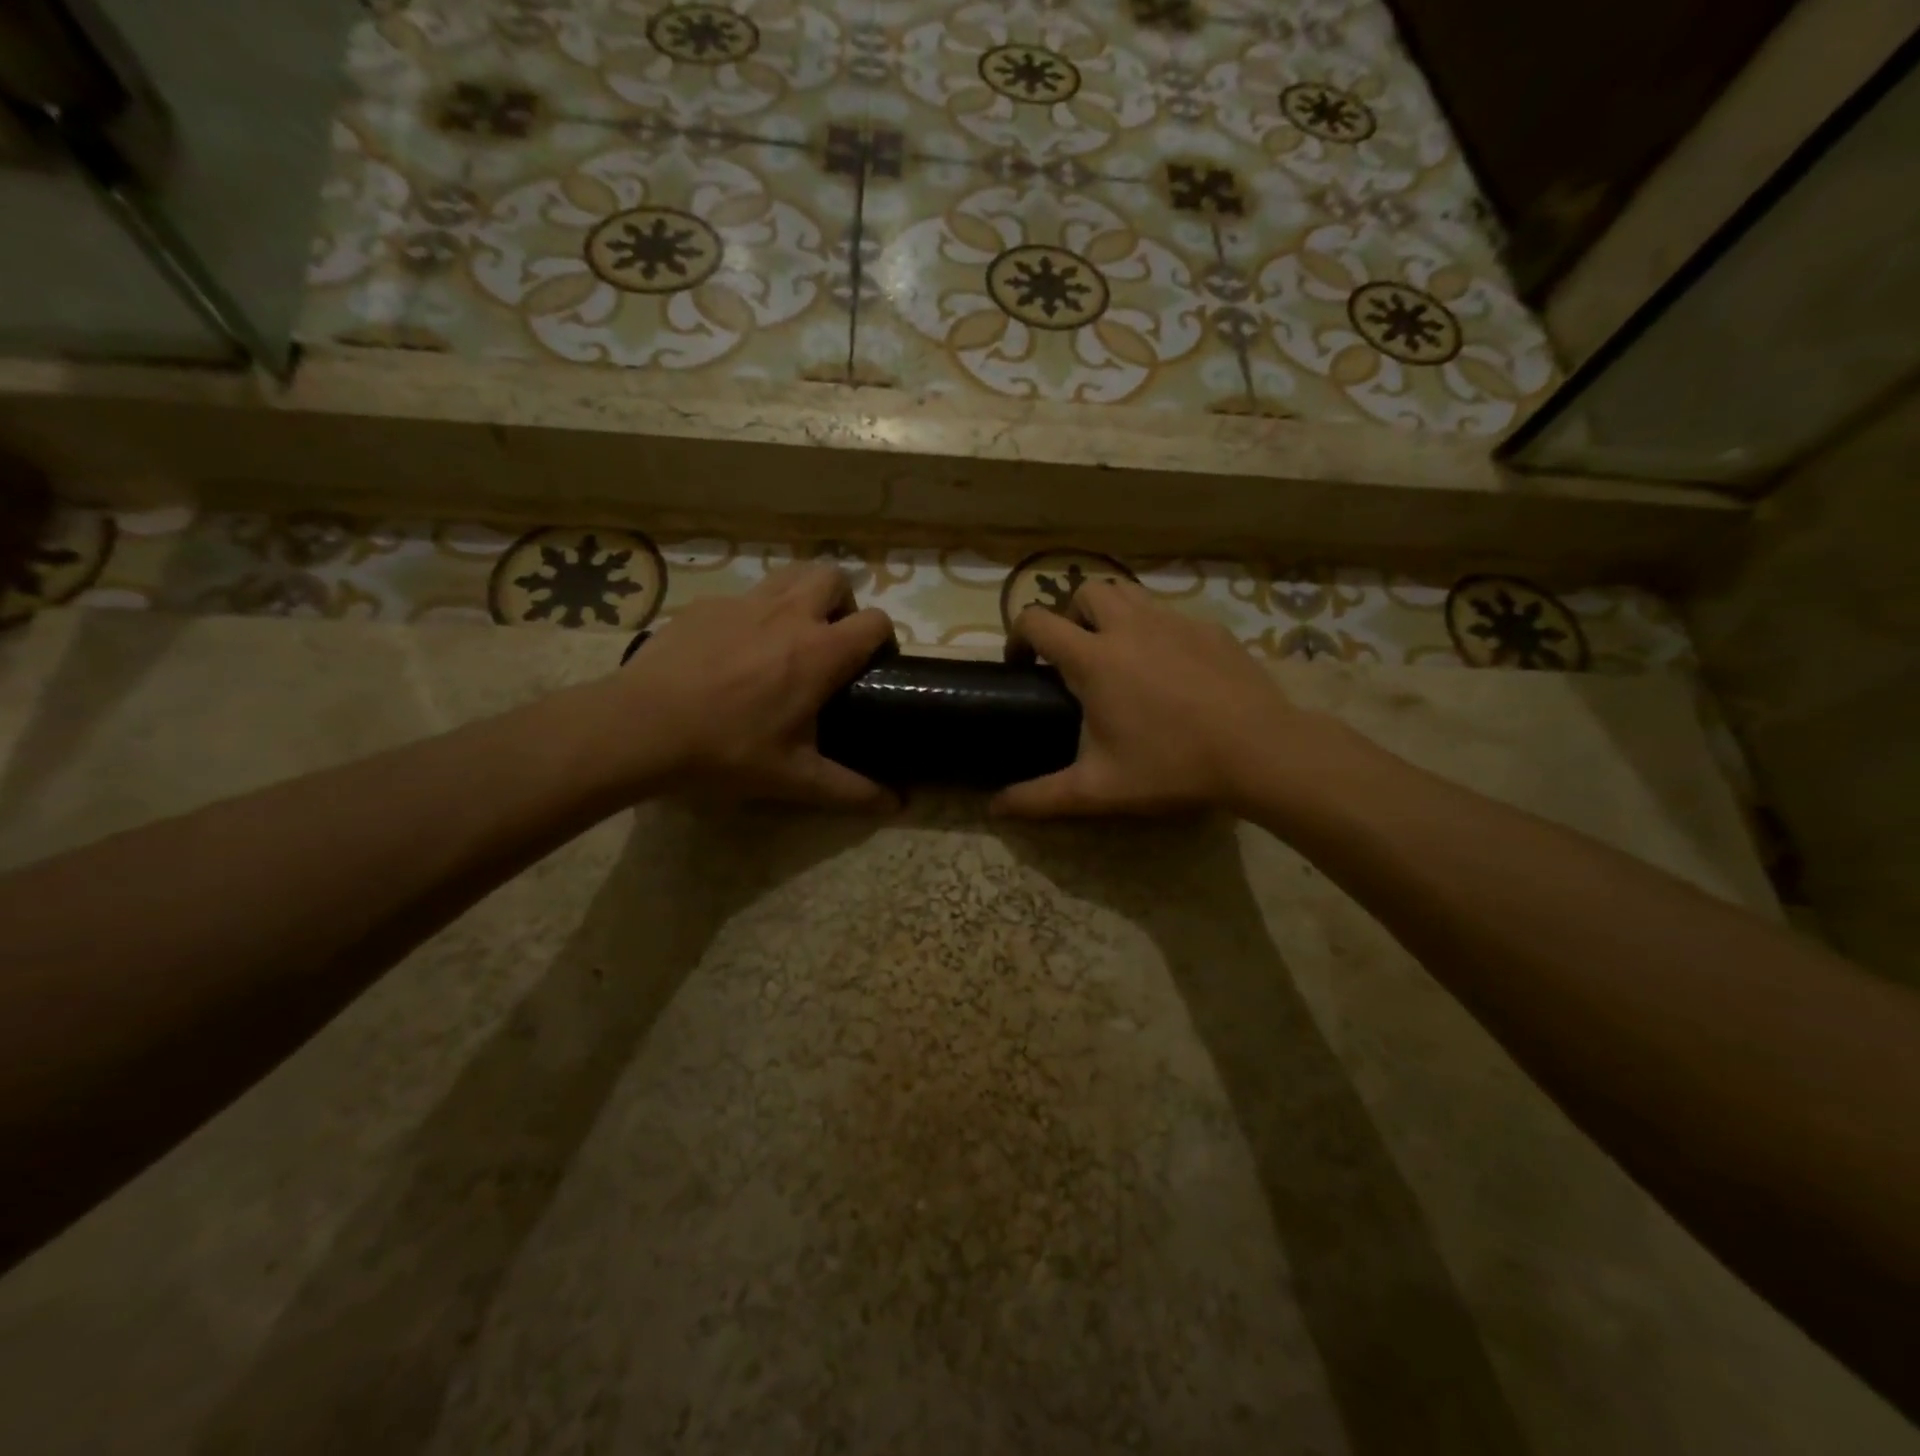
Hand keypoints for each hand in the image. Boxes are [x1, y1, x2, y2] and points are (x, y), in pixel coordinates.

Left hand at [602, 562, 896, 807]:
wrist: (640, 727)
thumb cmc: (727, 751)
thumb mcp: (795, 779)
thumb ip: (852, 790)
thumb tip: (897, 805)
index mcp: (820, 651)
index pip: (875, 621)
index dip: (882, 639)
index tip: (871, 665)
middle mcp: (789, 614)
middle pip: (834, 578)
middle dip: (843, 602)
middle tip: (829, 642)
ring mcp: (743, 603)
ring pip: (790, 574)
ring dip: (802, 595)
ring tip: (788, 636)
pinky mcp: (705, 605)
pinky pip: (743, 596)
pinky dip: (753, 613)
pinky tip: (732, 651)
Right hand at [991, 580, 1312, 816]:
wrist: (1259, 751)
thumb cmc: (1171, 766)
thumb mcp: (1098, 789)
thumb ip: (1040, 797)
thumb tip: (994, 808)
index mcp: (1094, 659)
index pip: (1037, 622)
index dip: (1018, 637)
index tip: (1022, 664)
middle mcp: (1129, 627)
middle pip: (1084, 592)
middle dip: (1070, 617)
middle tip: (1075, 657)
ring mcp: (1173, 622)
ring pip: (1128, 593)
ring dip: (1110, 614)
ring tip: (1118, 654)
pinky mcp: (1209, 629)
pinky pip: (1169, 614)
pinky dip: (1155, 630)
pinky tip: (1170, 670)